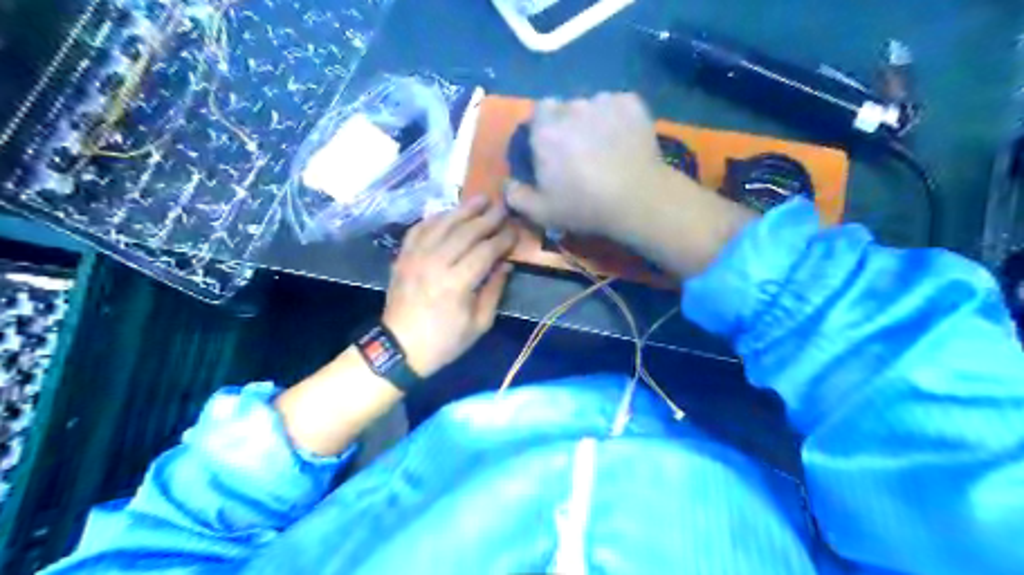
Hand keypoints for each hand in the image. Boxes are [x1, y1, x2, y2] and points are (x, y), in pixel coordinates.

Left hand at [380, 196, 515, 379]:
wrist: (399, 348)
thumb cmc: (444, 341)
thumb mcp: (479, 325)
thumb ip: (494, 291)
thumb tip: (505, 264)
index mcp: (456, 284)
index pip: (485, 251)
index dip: (503, 239)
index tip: (515, 231)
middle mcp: (435, 263)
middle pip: (465, 232)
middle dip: (487, 218)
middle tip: (503, 207)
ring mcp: (415, 257)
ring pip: (442, 224)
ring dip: (463, 210)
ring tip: (481, 199)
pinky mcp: (403, 256)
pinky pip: (420, 228)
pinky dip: (436, 217)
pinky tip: (449, 213)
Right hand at [503, 93, 678, 238]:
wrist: (637, 199)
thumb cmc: (584, 206)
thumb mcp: (541, 212)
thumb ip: (516, 196)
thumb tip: (508, 182)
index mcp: (545, 130)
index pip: (538, 112)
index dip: (544, 128)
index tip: (551, 148)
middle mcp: (572, 107)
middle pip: (566, 108)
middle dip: (568, 124)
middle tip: (579, 151)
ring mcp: (604, 102)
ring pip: (593, 105)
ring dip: (594, 120)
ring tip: (606, 146)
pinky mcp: (632, 103)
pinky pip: (618, 106)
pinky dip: (619, 118)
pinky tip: (625, 140)